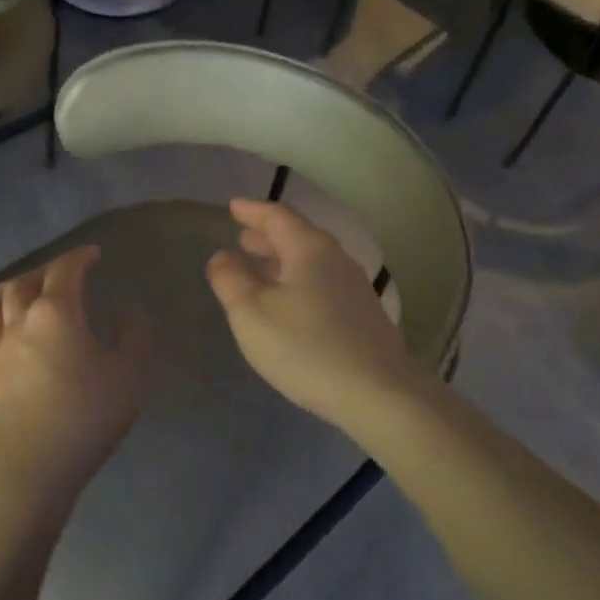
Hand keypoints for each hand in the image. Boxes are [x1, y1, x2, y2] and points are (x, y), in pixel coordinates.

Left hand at [0, 246, 150, 506]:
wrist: (31, 470)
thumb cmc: (86, 415)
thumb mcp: (130, 372)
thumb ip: (135, 334)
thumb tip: (127, 310)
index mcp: (55, 312)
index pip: (65, 270)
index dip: (80, 257)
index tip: (94, 254)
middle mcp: (19, 323)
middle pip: (24, 282)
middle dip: (45, 270)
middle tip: (64, 271)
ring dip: (13, 289)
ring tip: (24, 288)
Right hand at [205, 199, 427, 426]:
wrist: (378, 392)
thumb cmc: (305, 347)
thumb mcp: (251, 314)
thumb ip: (230, 280)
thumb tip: (222, 256)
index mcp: (309, 248)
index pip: (277, 216)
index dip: (252, 210)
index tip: (233, 206)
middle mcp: (336, 258)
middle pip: (298, 235)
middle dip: (267, 235)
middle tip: (242, 237)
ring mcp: (354, 286)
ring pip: (311, 260)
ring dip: (283, 259)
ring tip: (260, 268)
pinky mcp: (363, 314)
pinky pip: (323, 282)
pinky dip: (299, 279)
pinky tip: (290, 301)